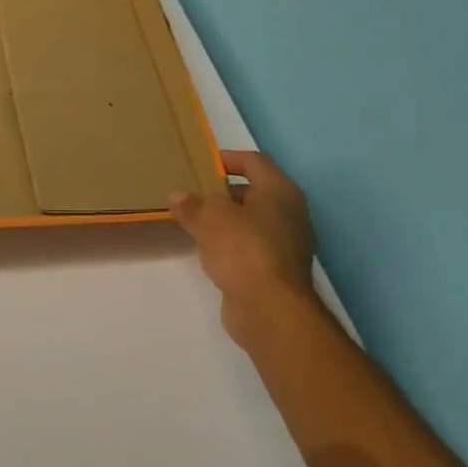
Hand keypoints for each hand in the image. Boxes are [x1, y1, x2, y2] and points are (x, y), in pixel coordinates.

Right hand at [170, 150, 320, 344]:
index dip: (228, 158)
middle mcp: (289, 213)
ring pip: (251, 220)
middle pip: (254, 191)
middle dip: (223, 191)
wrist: (270, 307)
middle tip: (192, 193)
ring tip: (194, 220)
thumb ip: (192, 204)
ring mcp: (286, 243)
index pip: (254, 162)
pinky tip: (208, 249)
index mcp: (280, 191)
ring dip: (225, 218)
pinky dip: (230, 242)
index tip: (201, 163)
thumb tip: (178, 195)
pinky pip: (250, 244)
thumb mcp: (210, 219)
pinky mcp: (276, 268)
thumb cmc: (243, 250)